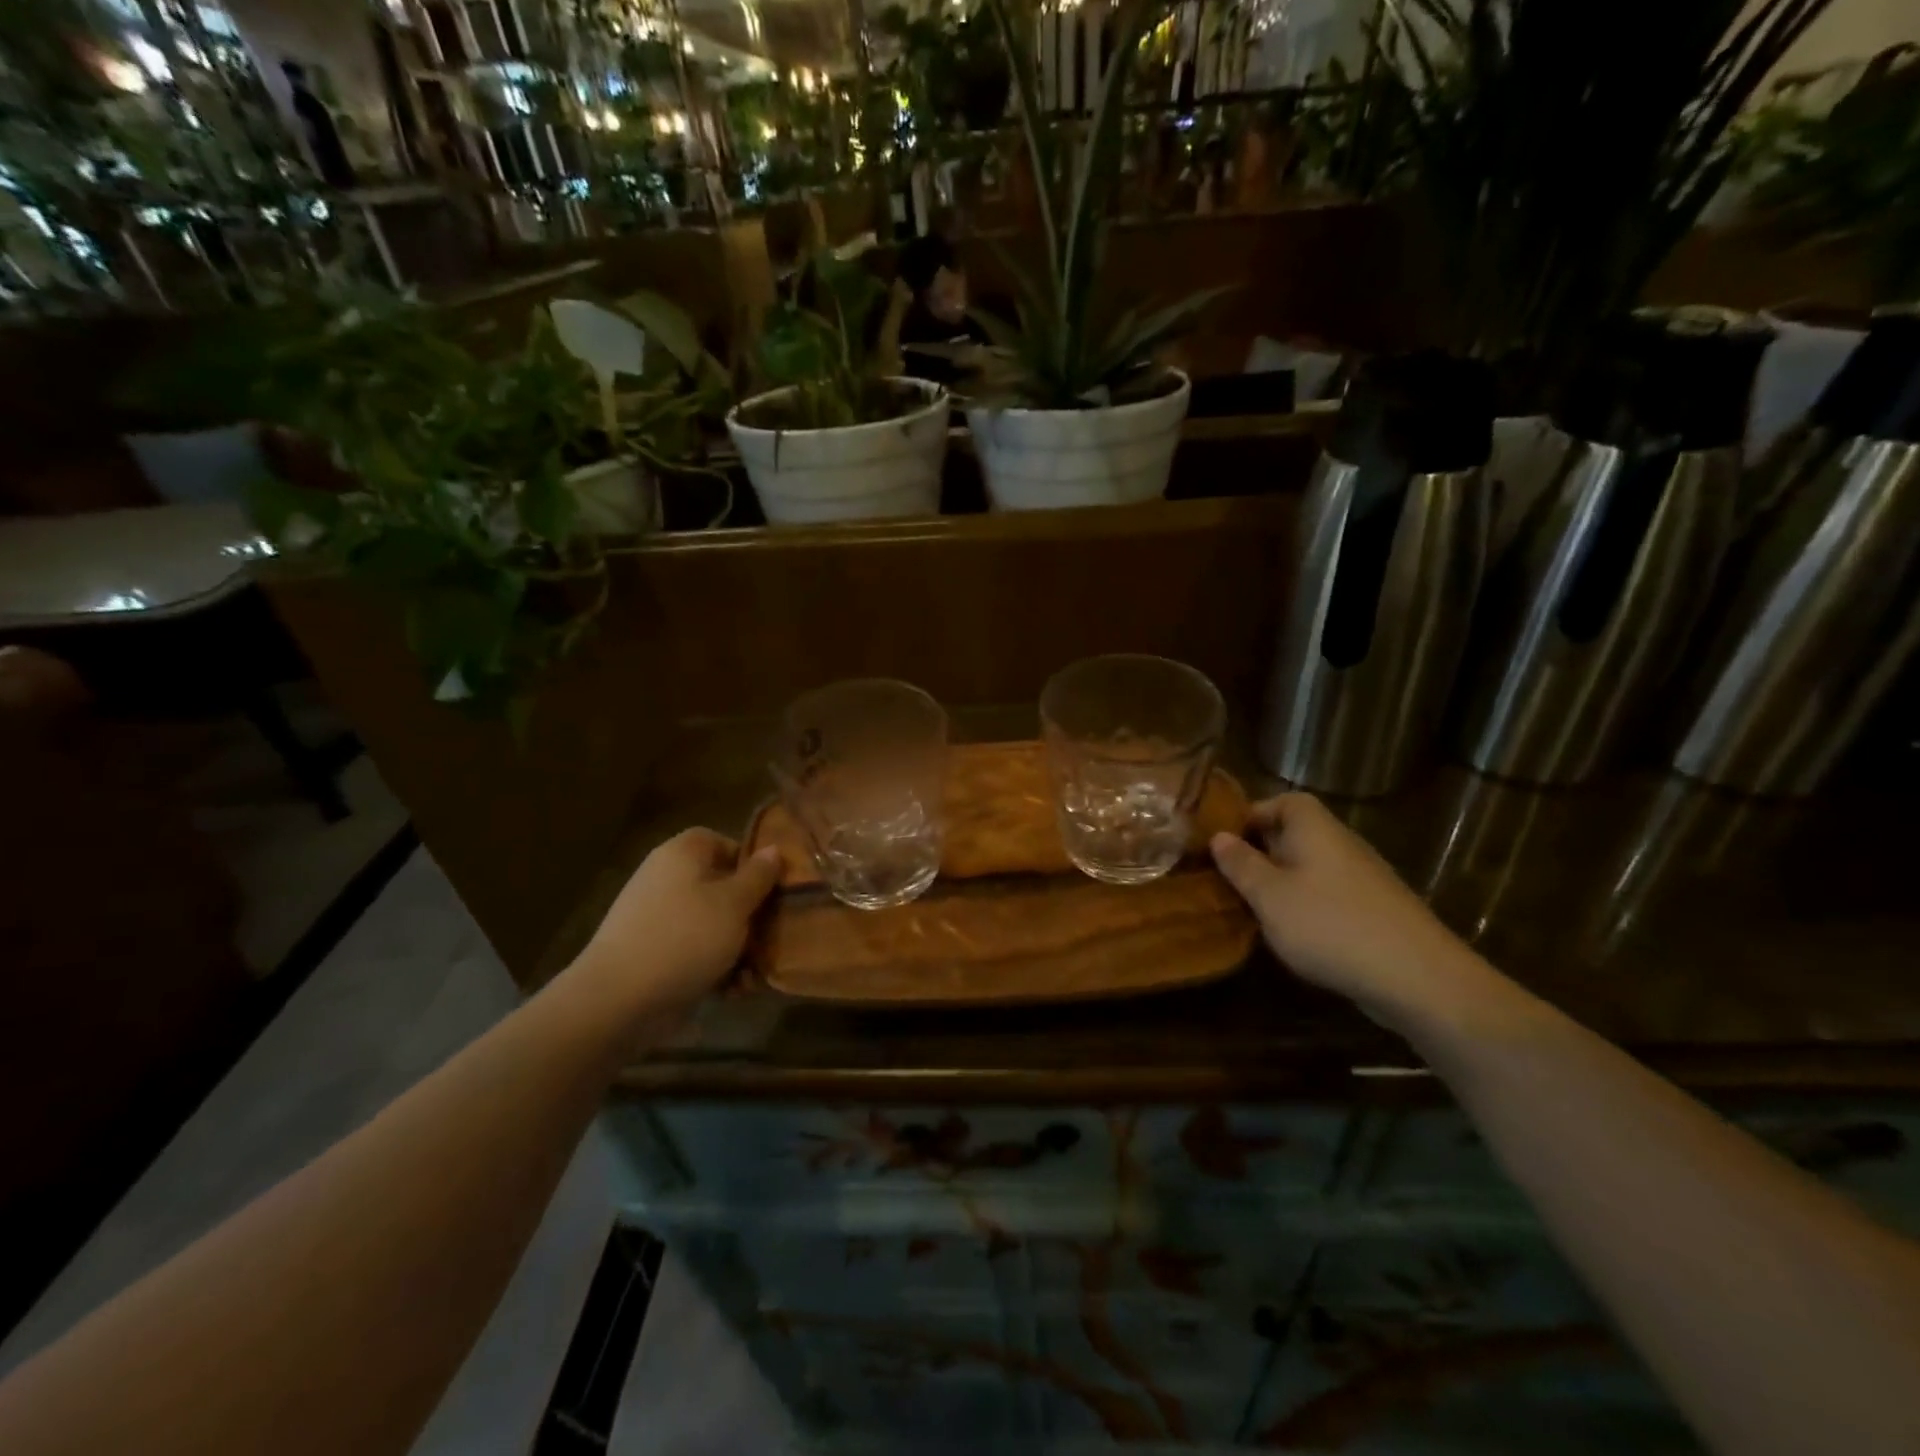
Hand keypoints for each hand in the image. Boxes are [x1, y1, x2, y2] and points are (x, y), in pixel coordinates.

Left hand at [566, 828, 782, 1026]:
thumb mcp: (734, 904)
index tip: (772, 888)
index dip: (749, 861)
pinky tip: (731, 992)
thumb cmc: (685, 938)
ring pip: (710, 923)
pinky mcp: (651, 954)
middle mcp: (665, 879)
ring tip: (752, 975)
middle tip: (772, 935)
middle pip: (719, 886)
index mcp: (682, 854)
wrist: (618, 1000)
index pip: (720, 841)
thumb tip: (774, 849)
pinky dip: (713, 966)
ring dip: (736, 947)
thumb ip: (758, 876)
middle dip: (749, 914)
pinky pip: (692, 951)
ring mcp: (655, 918)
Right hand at [1210, 794, 1498, 1035]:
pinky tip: (1296, 935)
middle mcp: (1341, 842)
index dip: (1251, 816)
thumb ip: (1241, 865)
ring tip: (1256, 909)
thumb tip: (1219, 837)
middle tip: (1231, 879)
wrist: (1418, 977)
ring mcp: (1363, 876)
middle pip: (1295, 834)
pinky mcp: (1376, 909)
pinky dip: (1308, 905)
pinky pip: (1329, 893)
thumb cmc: (1329, 924)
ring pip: (1311, 866)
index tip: (1223, 844)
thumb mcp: (1269, 896)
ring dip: (1282, 882)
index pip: (1281, 801)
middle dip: (1261, 853)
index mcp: (1313, 828)